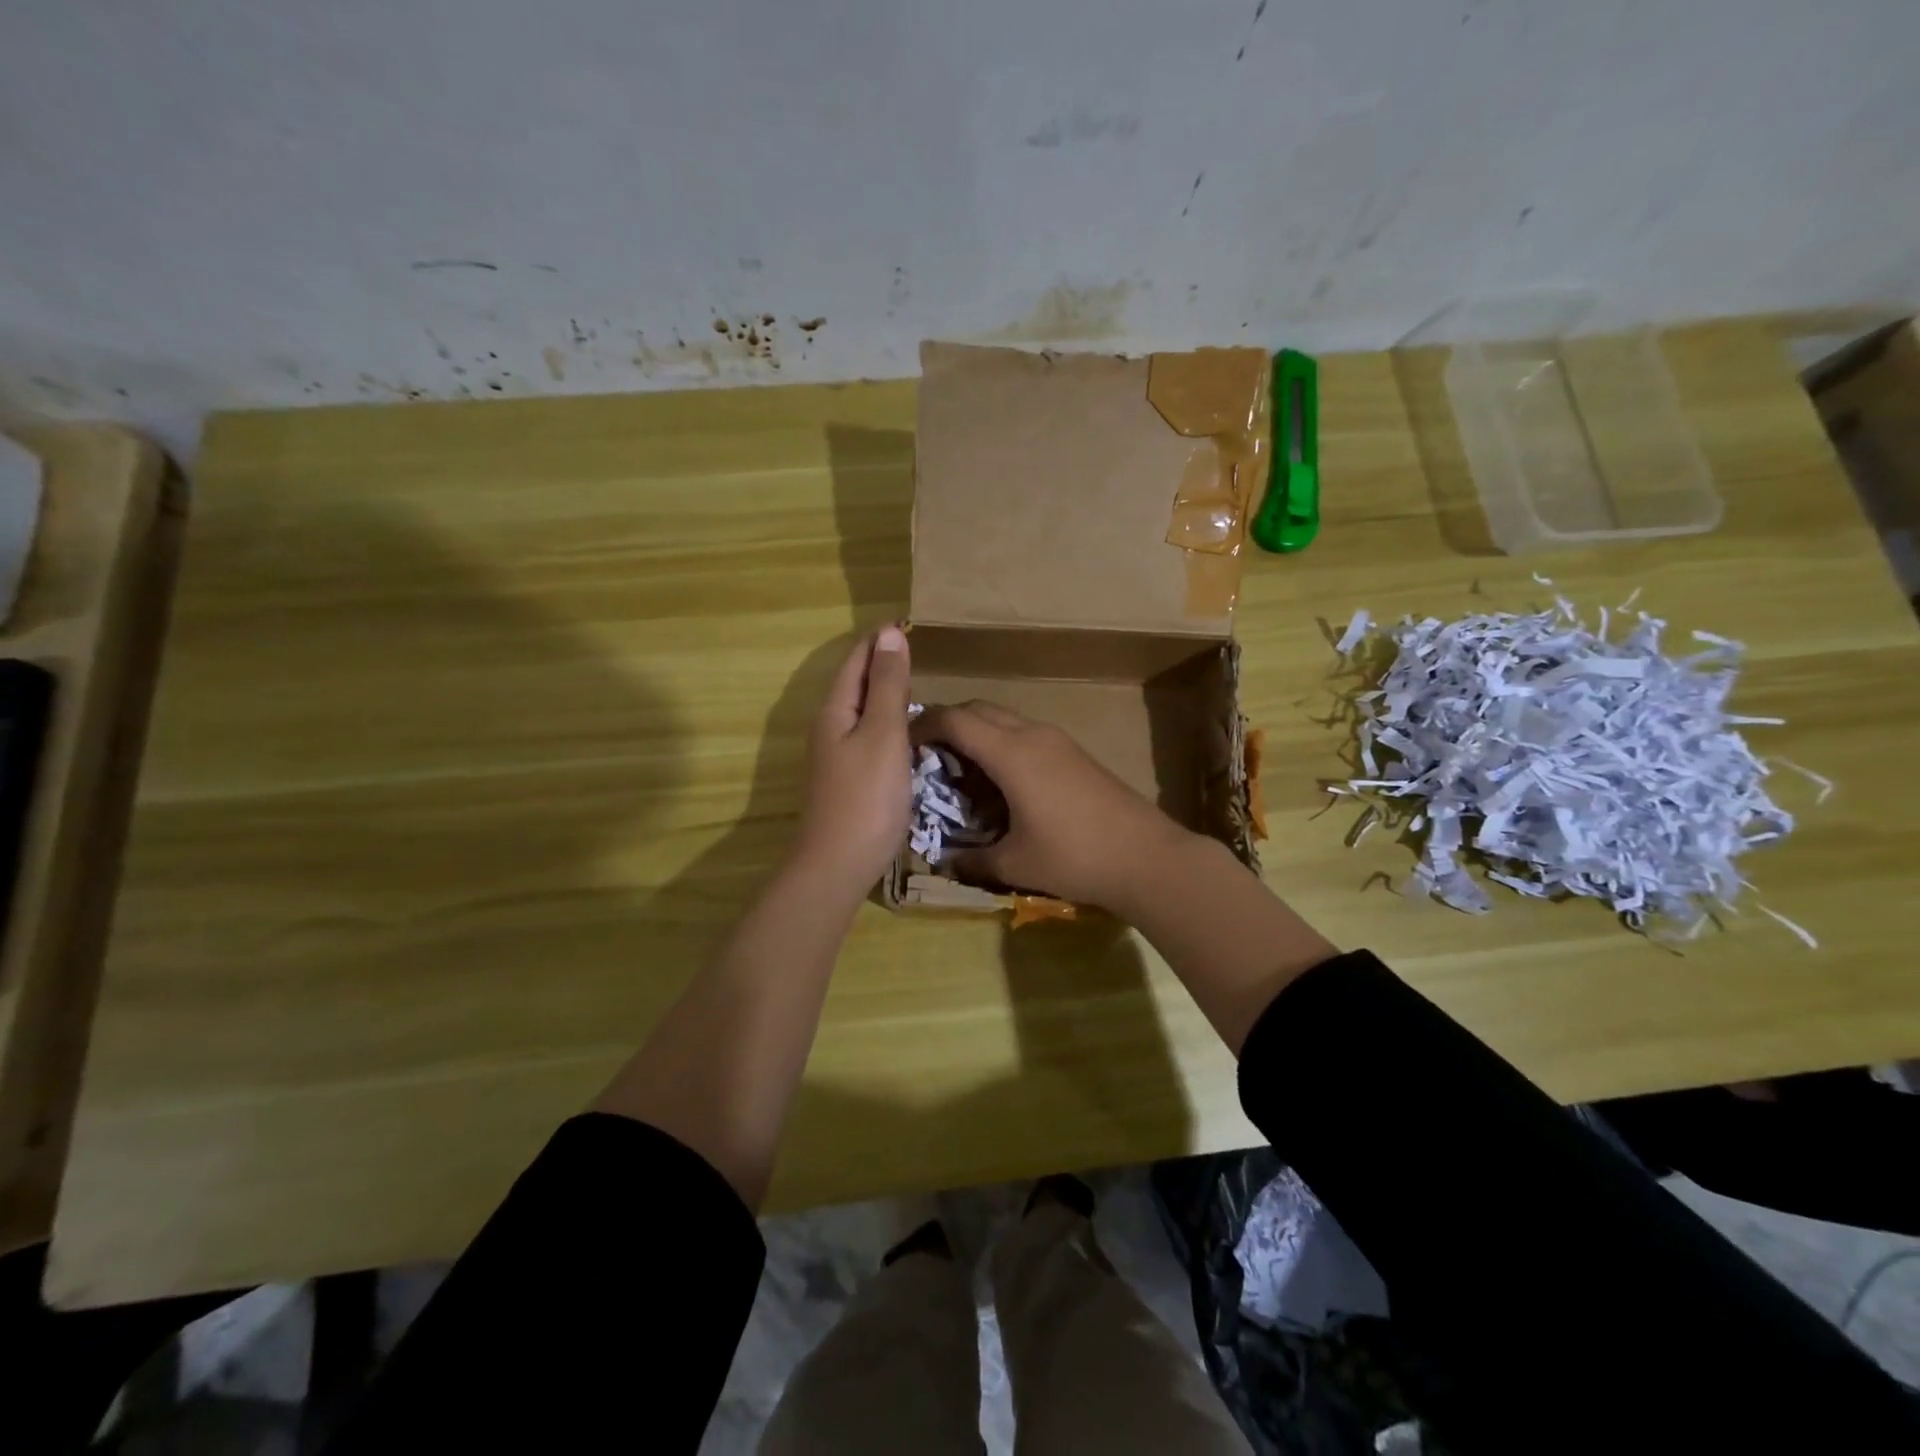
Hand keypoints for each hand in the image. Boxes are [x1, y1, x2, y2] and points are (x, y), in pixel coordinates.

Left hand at [792, 626, 913, 899]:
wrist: (838, 864)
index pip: (857, 659)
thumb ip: (888, 685)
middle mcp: (829, 726)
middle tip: (919, 648)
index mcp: (835, 709)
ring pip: (861, 709)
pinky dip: (886, 720)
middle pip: (855, 681)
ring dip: (884, 690)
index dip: (881, 639)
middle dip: (882, 661)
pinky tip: (906, 730)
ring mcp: (835, 754)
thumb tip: (890, 633)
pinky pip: (867, 733)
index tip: (910, 622)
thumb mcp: (883, 733)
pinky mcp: (847, 777)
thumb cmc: (866, 796)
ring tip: (917, 682)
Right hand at [910, 701, 1195, 911]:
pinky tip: (1001, 781)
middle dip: (948, 724)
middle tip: (928, 756)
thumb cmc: (1074, 857)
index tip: (902, 742)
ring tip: (961, 770)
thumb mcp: (1014, 864)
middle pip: (979, 709)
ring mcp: (1057, 740)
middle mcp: (1032, 734)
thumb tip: (943, 861)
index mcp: (1011, 753)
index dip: (923, 725)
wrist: (1146, 857)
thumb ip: (971, 860)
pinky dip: (1002, 743)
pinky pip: (1025, 733)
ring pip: (1004, 719)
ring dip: (977, 732)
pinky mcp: (1074, 752)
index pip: (955, 720)